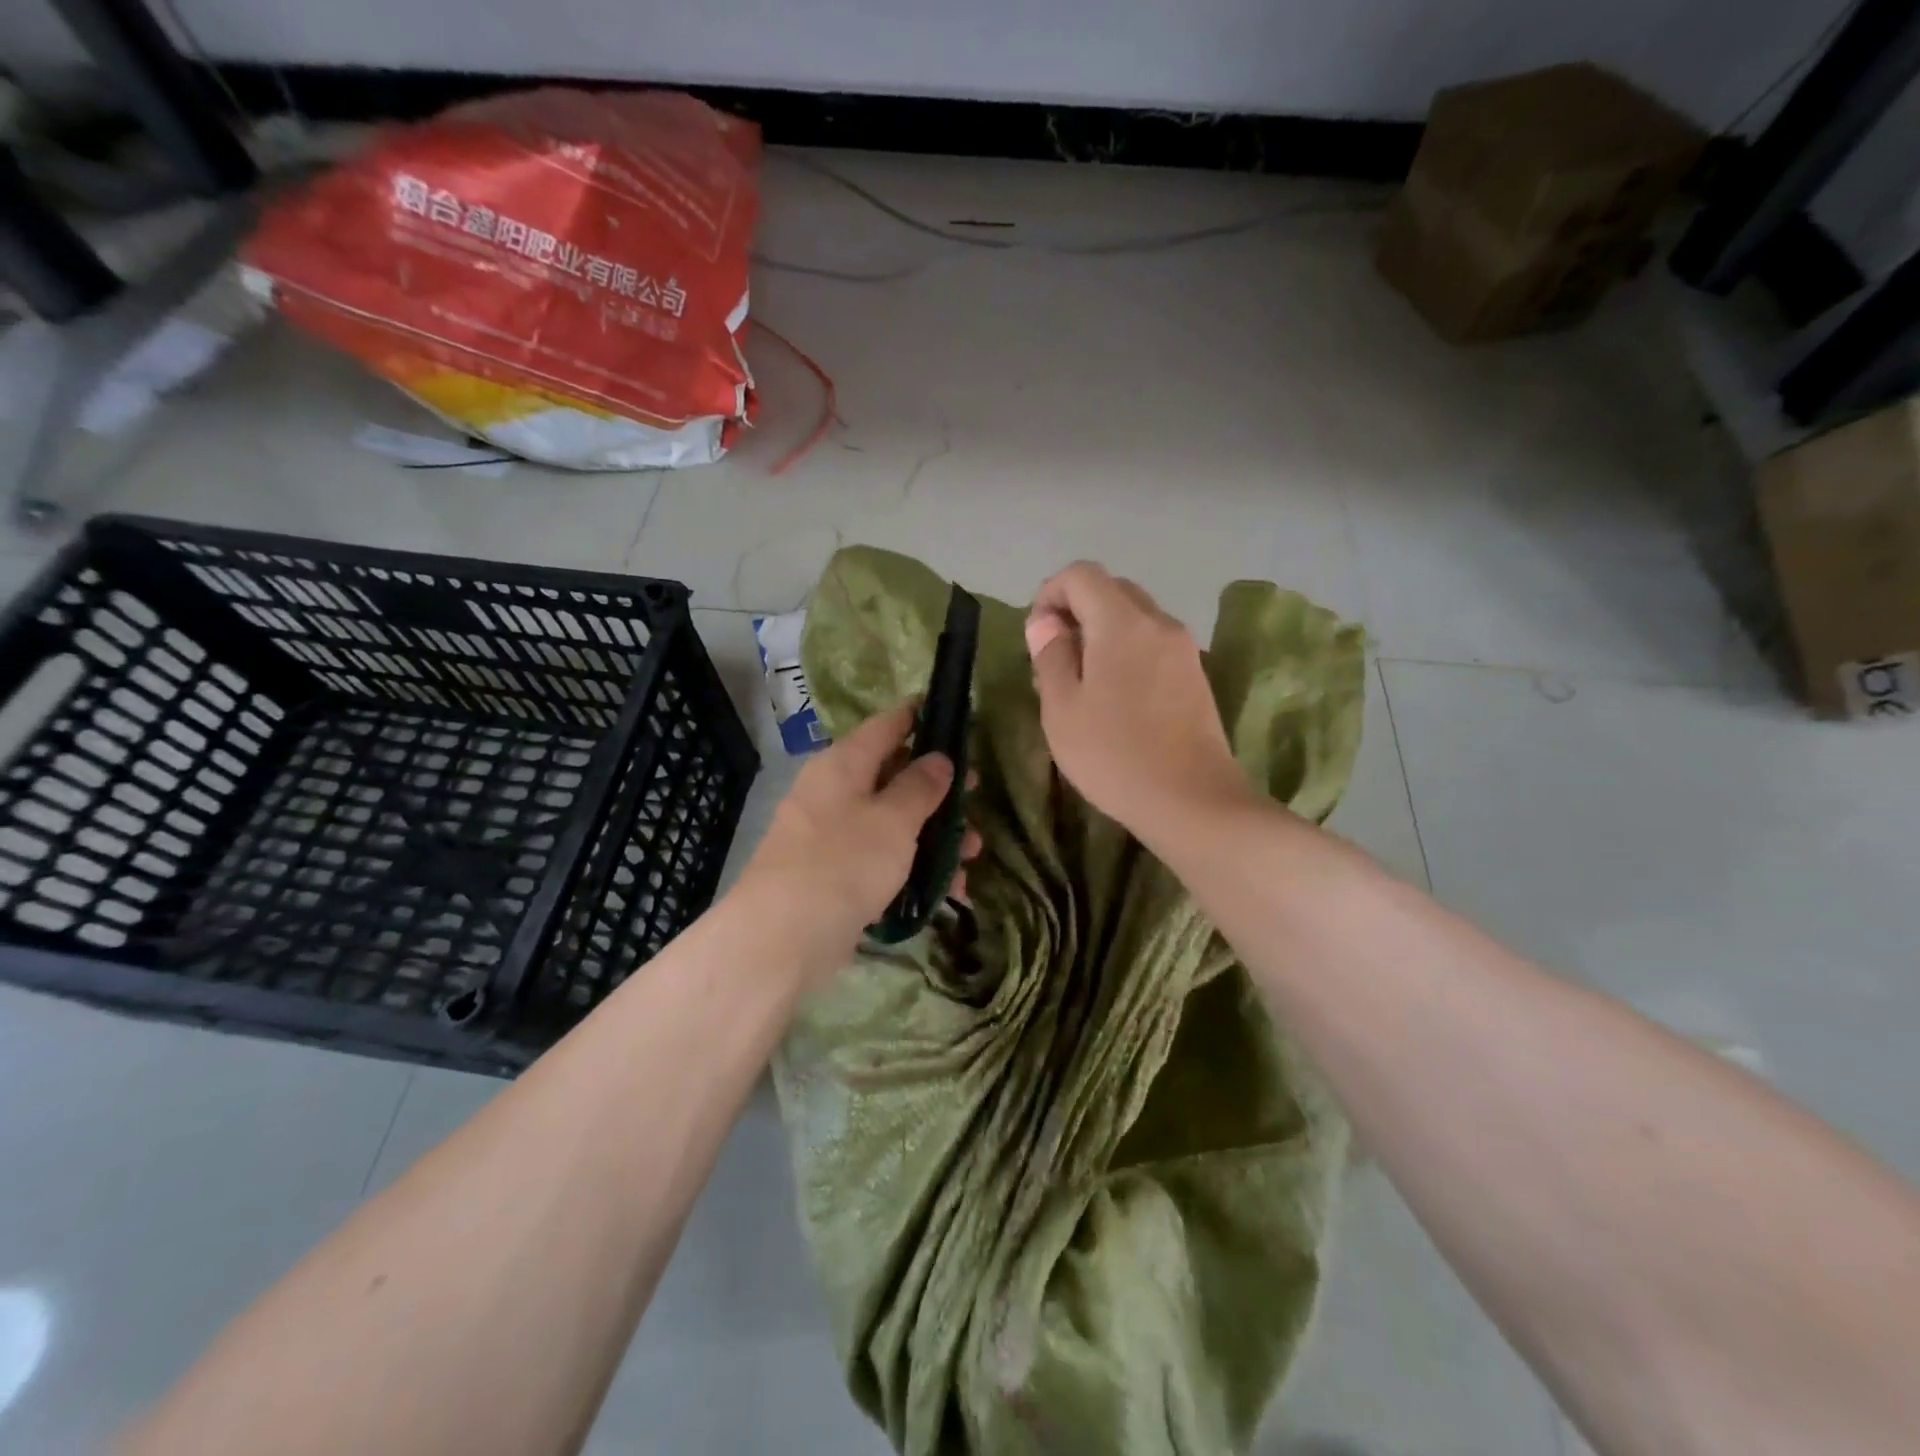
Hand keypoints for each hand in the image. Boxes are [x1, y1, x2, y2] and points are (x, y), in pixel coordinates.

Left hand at [737, 700, 979, 986]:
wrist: (782, 938)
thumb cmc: (843, 863)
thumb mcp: (894, 820)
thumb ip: (921, 786)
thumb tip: (939, 758)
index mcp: (843, 764)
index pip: (888, 725)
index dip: (922, 718)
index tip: (957, 721)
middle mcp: (834, 791)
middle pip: (894, 776)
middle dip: (939, 790)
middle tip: (976, 799)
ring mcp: (832, 834)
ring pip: (892, 822)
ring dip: (934, 835)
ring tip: (971, 857)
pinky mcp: (835, 874)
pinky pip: (881, 858)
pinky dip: (913, 867)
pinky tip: (947, 890)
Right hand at [1026, 561, 1250, 840]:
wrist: (1193, 801)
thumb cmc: (1115, 755)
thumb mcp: (1062, 709)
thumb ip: (1051, 656)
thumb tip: (1046, 624)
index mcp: (1122, 623)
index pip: (1081, 574)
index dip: (1050, 594)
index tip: (1037, 636)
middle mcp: (1159, 623)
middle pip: (1111, 590)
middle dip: (1076, 611)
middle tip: (1054, 659)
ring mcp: (1184, 648)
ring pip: (1133, 617)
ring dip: (1100, 633)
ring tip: (1081, 682)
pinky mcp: (1195, 675)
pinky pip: (1152, 643)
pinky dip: (1125, 651)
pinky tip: (1114, 697)